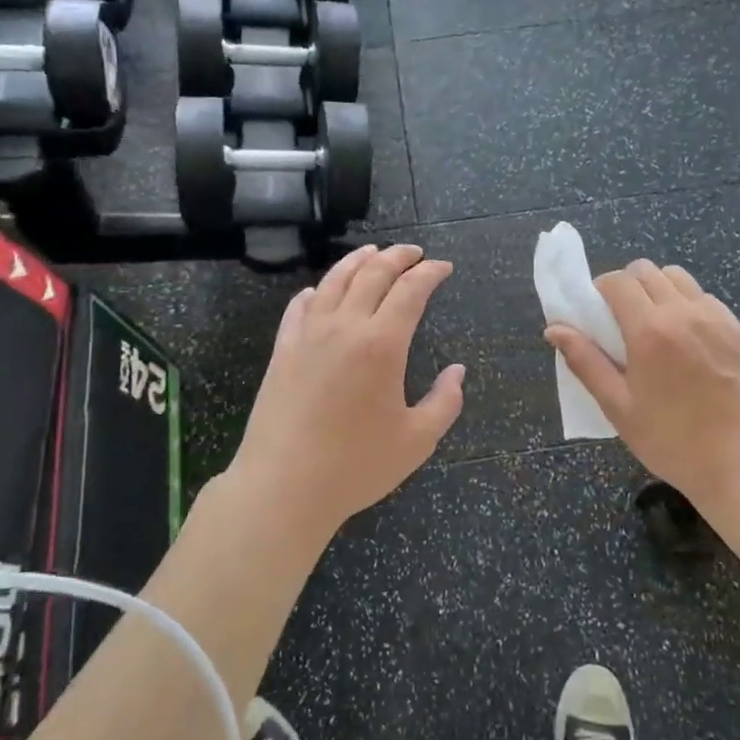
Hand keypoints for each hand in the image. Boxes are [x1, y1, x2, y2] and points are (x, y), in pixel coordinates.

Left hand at [231, 244, 464, 533]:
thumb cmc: (356, 466)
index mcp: (382, 344)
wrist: (283, 486)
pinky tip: (321, 291)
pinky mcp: (282, 350)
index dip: (430, 273)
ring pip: (335, 281)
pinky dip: (317, 290)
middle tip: (415, 253)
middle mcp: (345, 327)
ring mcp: (308, 335)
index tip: (443, 267)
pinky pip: (300, 306)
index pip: (411, 290)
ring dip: (358, 260)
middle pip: (373, 273)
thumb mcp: (417, 440)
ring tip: (373, 252)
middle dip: (398, 256)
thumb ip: (445, 401)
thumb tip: (457, 371)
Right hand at [546, 261, 739, 506]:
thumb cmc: (670, 440)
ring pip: (679, 277)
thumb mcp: (618, 406)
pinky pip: (706, 298)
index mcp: (649, 331)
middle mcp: (684, 313)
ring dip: (659, 289)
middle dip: (628, 285)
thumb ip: (585, 362)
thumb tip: (554, 329)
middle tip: (622, 318)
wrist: (739, 463)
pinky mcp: (739, 330)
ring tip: (656, 323)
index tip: (597, 311)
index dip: (601, 288)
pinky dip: (689, 304)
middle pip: (647, 271)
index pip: (618, 281)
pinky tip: (688, 338)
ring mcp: (717, 318)